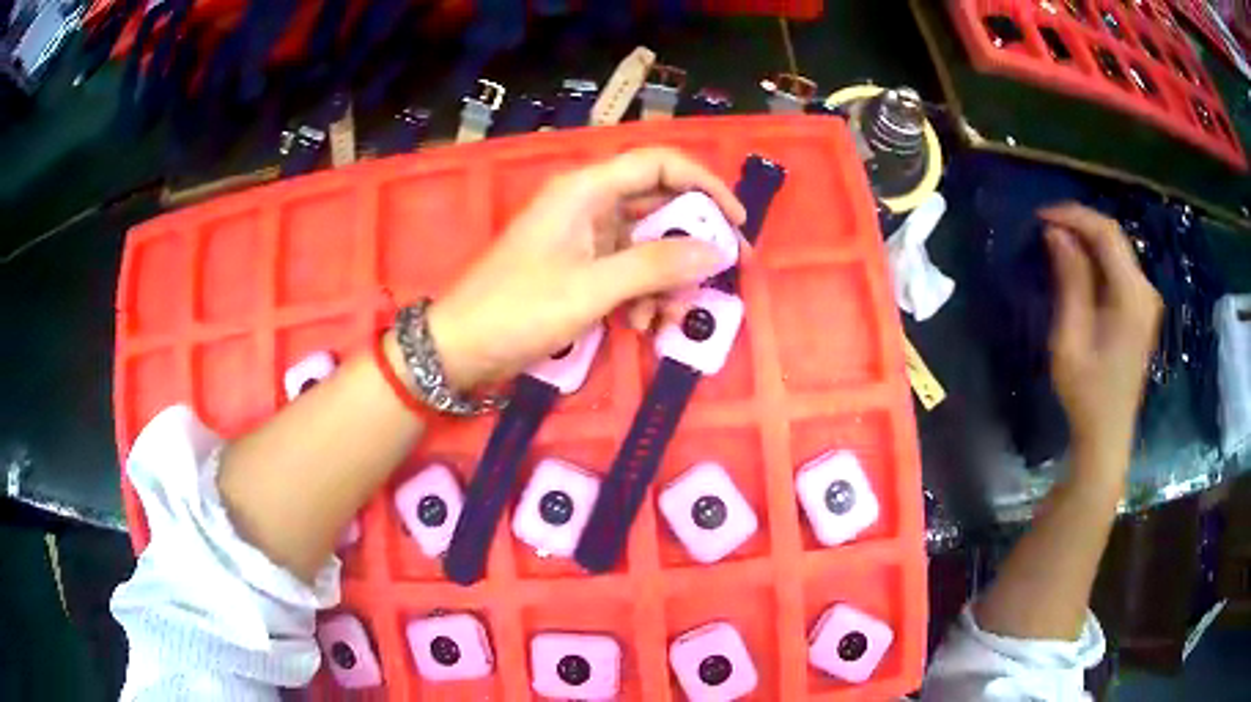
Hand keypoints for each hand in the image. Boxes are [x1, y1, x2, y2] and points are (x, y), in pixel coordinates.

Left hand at [426, 148, 746, 390]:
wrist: (461, 347)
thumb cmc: (518, 309)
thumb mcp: (592, 288)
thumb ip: (655, 266)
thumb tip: (716, 251)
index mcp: (586, 190)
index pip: (659, 164)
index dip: (704, 185)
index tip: (735, 221)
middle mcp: (588, 205)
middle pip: (658, 206)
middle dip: (693, 242)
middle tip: (727, 273)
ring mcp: (583, 238)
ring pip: (646, 245)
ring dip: (667, 279)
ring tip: (673, 316)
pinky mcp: (579, 268)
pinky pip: (626, 271)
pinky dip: (642, 295)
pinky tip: (641, 326)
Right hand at [1040, 203, 1162, 482]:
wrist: (1107, 436)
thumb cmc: (1085, 394)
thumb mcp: (1070, 338)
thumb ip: (1070, 282)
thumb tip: (1057, 234)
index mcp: (1132, 297)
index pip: (1106, 234)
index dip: (1074, 216)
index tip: (1041, 216)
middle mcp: (1145, 291)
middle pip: (1115, 237)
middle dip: (1080, 223)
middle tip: (1046, 225)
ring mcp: (1147, 301)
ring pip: (1118, 250)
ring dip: (1088, 239)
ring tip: (1057, 241)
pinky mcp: (1143, 311)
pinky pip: (1121, 268)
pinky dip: (1098, 258)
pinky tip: (1079, 264)